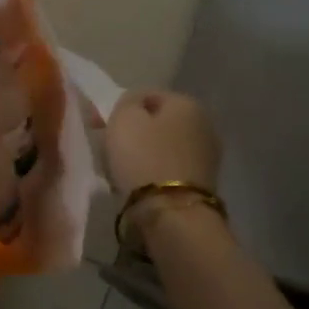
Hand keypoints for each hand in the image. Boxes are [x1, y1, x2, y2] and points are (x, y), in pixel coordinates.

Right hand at [105, 89, 219, 196]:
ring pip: (163, 147)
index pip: (146, 95)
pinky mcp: (203, 183)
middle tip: (110, 148)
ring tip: (122, 170)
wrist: (171, 213)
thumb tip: (134, 105)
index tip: (101, 127)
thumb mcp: (123, 118)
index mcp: (187, 103)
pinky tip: (139, 185)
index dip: (120, 108)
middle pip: (158, 122)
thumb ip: (127, 102)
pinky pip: (169, 169)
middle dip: (135, 132)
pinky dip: (154, 173)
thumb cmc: (143, 157)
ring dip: (144, 154)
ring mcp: (207, 156)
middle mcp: (205, 124)